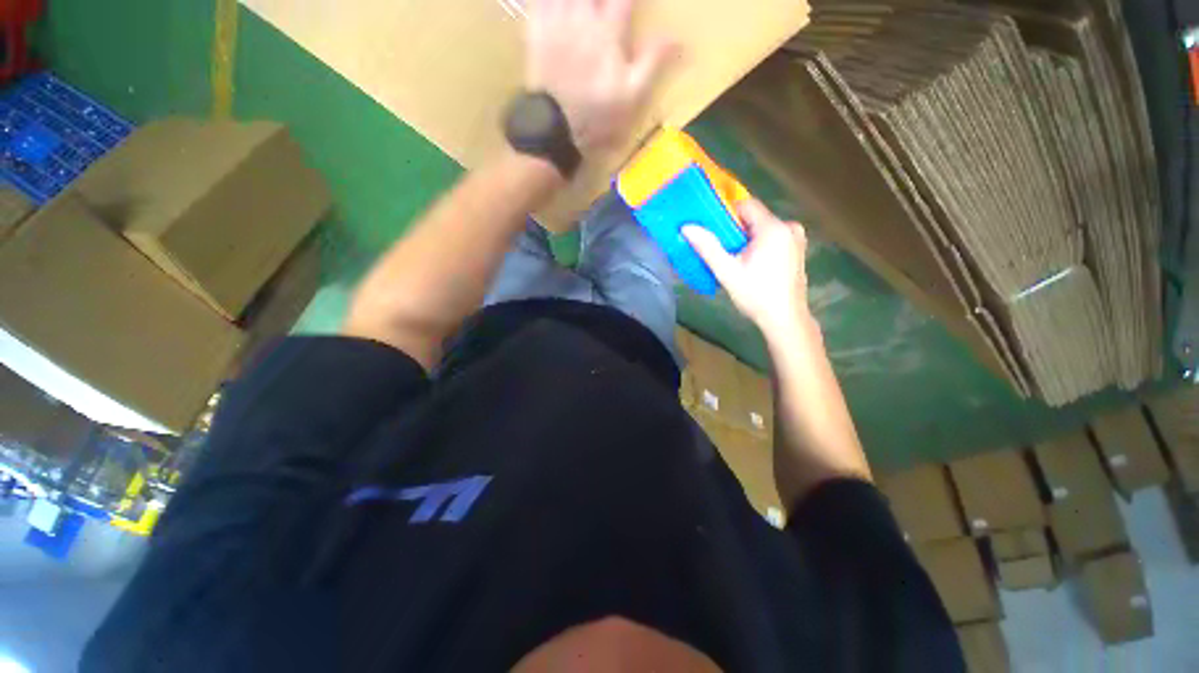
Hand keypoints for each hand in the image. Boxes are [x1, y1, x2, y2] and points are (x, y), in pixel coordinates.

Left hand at [525, 0, 675, 153]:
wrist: (556, 130)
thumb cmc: (598, 116)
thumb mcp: (633, 97)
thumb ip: (653, 63)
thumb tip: (680, 40)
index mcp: (609, 30)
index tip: (633, 5)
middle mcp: (582, 16)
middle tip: (607, 7)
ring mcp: (556, 22)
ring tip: (588, 6)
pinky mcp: (536, 33)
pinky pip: (537, 2)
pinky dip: (545, 0)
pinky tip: (552, 5)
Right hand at [683, 199, 808, 334]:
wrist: (785, 319)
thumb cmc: (755, 295)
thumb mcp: (727, 272)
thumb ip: (707, 247)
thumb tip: (687, 227)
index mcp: (773, 228)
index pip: (746, 205)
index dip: (726, 214)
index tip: (713, 230)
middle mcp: (789, 227)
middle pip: (755, 217)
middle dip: (736, 230)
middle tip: (721, 249)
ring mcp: (797, 238)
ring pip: (763, 228)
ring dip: (747, 239)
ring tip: (735, 259)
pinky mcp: (798, 249)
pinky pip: (773, 238)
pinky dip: (759, 245)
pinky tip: (752, 264)